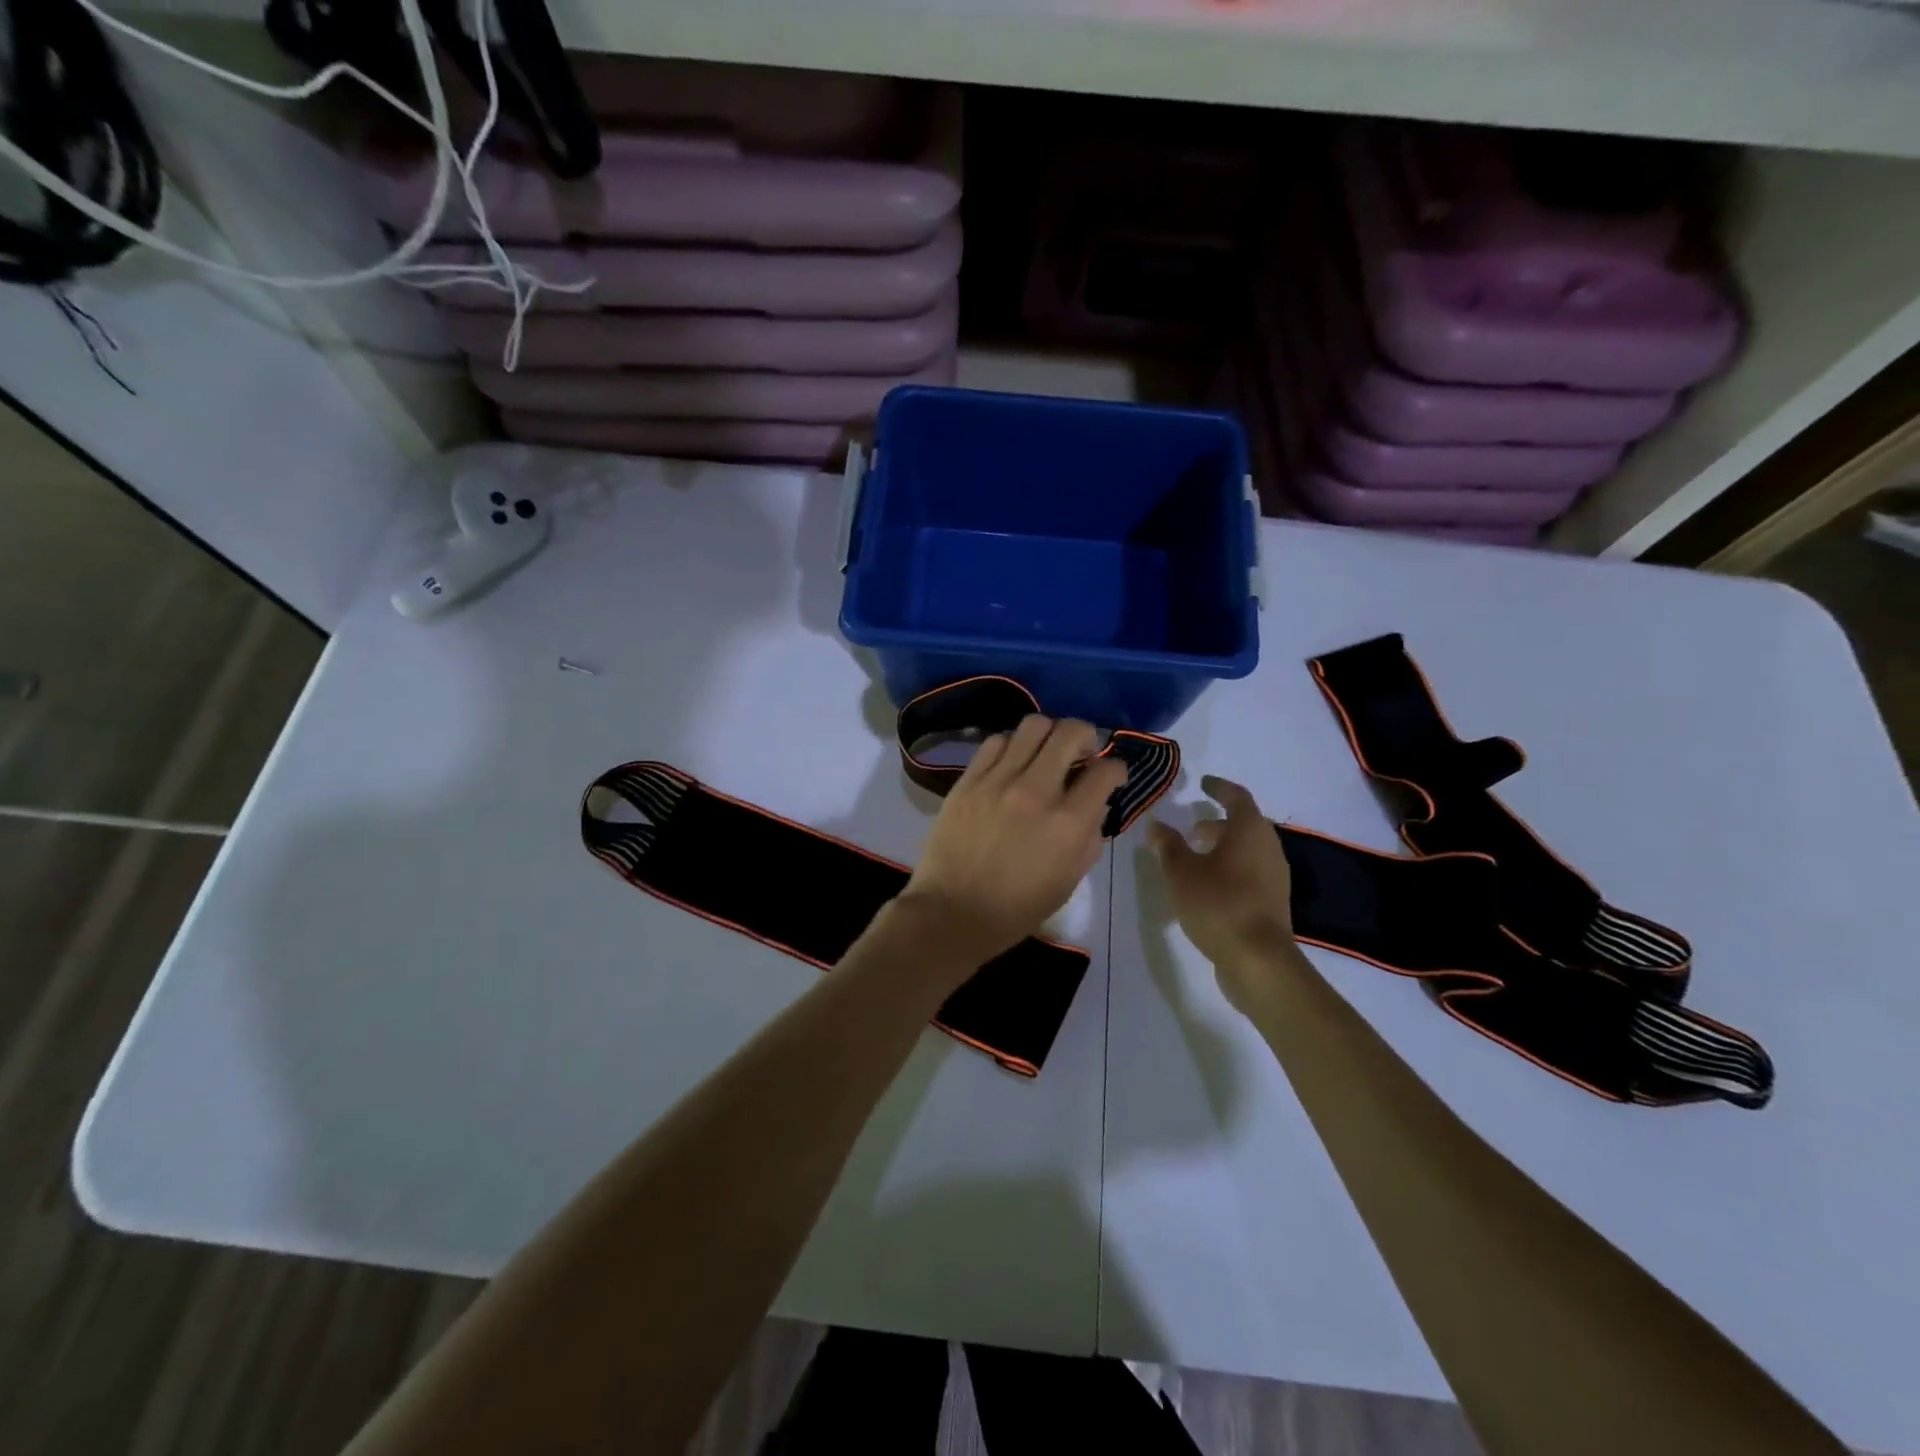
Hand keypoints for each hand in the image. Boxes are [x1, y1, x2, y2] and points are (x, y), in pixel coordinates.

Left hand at [900, 716, 1127, 964]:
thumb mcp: (1070, 879)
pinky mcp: (969, 779)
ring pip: (1033, 725)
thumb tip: (1095, 803)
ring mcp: (999, 780)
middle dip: (1087, 736)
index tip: (1111, 775)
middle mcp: (1037, 791)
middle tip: (1082, 753)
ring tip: (1045, 753)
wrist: (953, 912)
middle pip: (1071, 731)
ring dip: (1049, 735)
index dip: (1116, 769)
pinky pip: (996, 742)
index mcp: (1069, 823)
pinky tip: (1013, 762)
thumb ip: (1090, 835)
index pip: (1106, 771)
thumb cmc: (1017, 907)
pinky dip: (1013, 745)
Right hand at [1147, 776, 1297, 1012]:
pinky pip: (1249, 872)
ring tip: (1194, 857)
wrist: (1258, 960)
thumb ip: (1168, 845)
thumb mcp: (1181, 872)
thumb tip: (1156, 824)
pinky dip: (1229, 868)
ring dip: (1223, 848)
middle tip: (1192, 827)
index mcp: (1250, 831)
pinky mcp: (1272, 902)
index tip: (1203, 784)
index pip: (1237, 797)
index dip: (1218, 788)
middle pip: (1245, 825)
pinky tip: (1207, 885)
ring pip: (1247, 850)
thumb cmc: (1218, 904)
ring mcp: (1274, 877)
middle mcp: (1268, 848)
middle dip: (1217, 823)